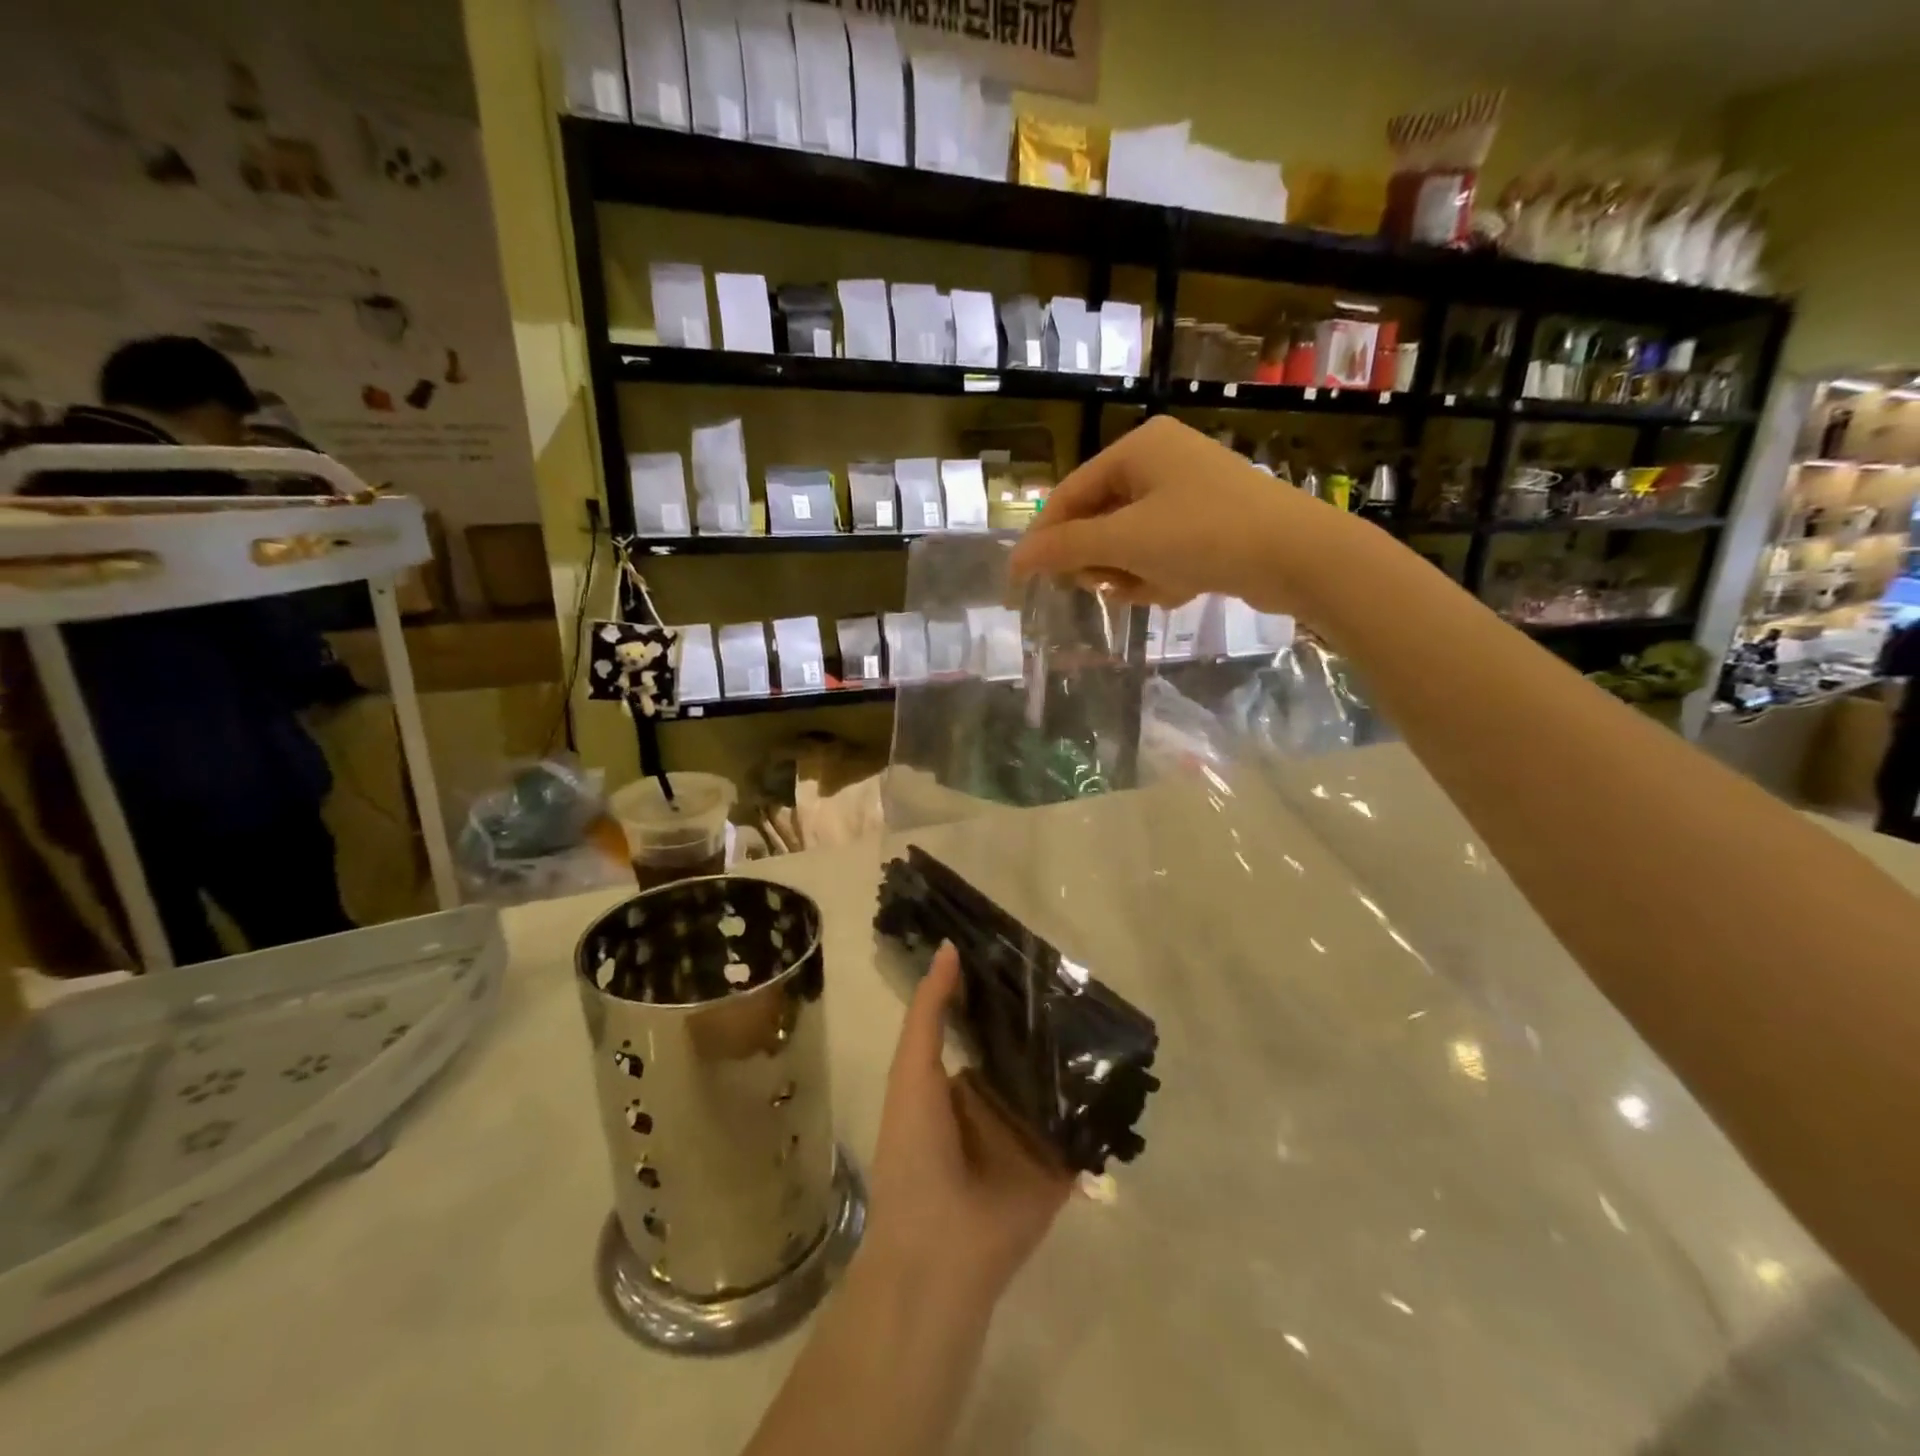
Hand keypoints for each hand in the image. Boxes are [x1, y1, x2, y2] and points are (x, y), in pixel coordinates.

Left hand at [861, 943, 1075, 1312]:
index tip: (1034, 951)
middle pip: (1030, 1051)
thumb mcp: (912, 1070)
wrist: (938, 1251)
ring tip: (1112, 1010)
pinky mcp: (1061, 1164)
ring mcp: (1032, 1133)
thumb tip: (949, 946)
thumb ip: (929, 1011)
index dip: (1007, 992)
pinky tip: (1127, 1066)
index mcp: (961, 1081)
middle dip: (1051, 1021)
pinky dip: (1101, 1103)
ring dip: (1080, 1056)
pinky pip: (1085, 1127)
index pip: (990, 1026)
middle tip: (1084, 975)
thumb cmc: (914, 1151)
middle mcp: (999, 1101)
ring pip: (1060, 1084)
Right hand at [1008, 415, 1357, 613]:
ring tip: (1151, 588)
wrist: (1297, 556)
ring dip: (1132, 572)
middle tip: (1101, 585)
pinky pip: (1162, 551)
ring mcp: (1189, 492)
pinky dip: (1161, 575)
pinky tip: (1180, 589)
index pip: (1071, 493)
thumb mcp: (1125, 541)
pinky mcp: (1210, 523)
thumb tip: (1017, 559)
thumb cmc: (1203, 535)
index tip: (1025, 578)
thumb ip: (1066, 548)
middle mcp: (1162, 461)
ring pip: (1130, 541)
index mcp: (1139, 447)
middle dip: (1100, 559)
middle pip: (1100, 519)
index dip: (1046, 537)